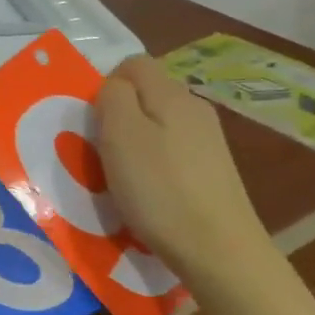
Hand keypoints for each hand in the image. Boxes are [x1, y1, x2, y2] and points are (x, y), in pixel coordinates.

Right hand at [96, 56, 273, 282]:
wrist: (219, 251)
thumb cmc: (160, 190)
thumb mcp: (121, 135)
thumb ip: (113, 97)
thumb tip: (114, 86)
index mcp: (172, 93)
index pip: (133, 63)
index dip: (107, 85)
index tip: (95, 122)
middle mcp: (195, 108)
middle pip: (146, 93)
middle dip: (119, 115)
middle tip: (103, 151)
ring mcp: (208, 140)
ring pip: (158, 123)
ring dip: (135, 142)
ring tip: (124, 177)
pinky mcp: (213, 170)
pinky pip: (172, 151)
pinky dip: (154, 165)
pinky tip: (151, 194)